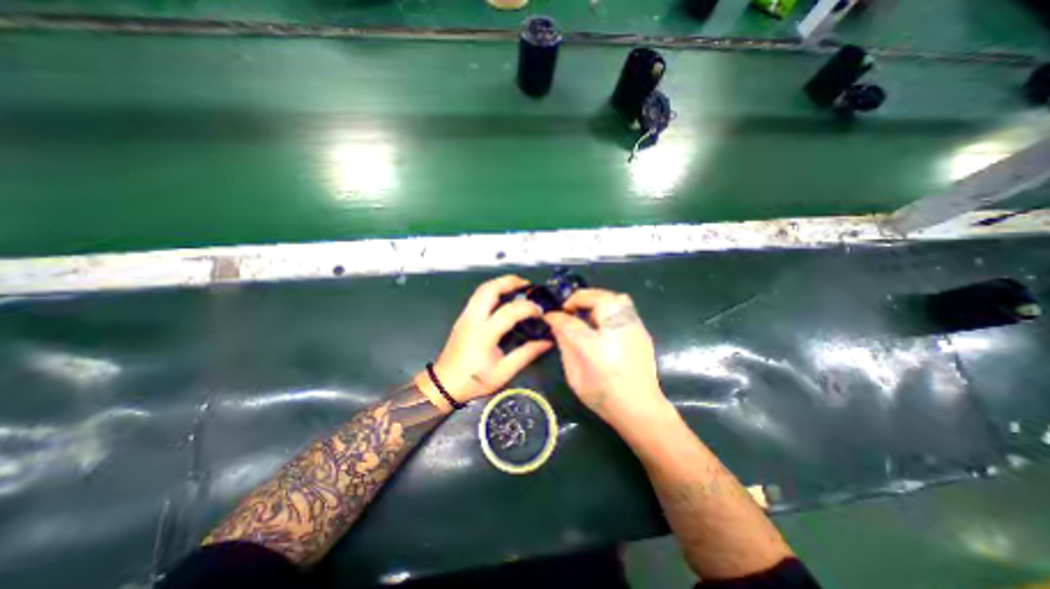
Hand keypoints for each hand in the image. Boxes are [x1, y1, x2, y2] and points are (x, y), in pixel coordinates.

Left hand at [420, 276, 552, 409]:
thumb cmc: (474, 380)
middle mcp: (473, 319)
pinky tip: (503, 296)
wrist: (444, 384)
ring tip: (517, 285)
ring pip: (482, 289)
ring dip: (500, 283)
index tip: (540, 312)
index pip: (509, 311)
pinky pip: (478, 295)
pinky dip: (493, 289)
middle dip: (509, 281)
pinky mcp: (463, 317)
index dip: (528, 308)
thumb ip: (526, 354)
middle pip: (489, 289)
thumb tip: (547, 342)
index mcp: (484, 334)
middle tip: (527, 284)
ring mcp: (466, 316)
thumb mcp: (504, 372)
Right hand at [547, 289, 666, 428]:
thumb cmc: (603, 395)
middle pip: (598, 298)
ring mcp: (633, 328)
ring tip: (587, 312)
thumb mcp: (574, 375)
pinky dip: (610, 306)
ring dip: (597, 299)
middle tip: (570, 309)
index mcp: (594, 346)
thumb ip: (565, 346)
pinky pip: (626, 307)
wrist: (640, 409)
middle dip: (579, 298)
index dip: (556, 316)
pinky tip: (603, 322)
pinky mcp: (641, 331)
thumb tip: (557, 325)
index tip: (549, 316)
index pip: (570, 321)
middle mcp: (616, 331)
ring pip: (615, 298)